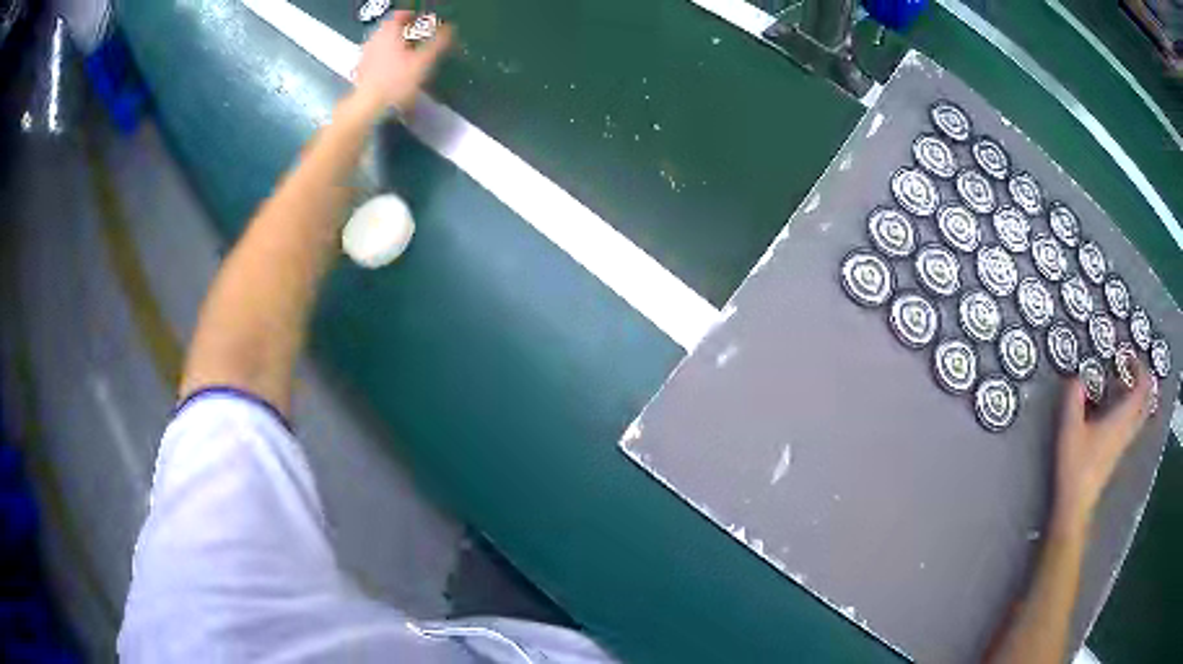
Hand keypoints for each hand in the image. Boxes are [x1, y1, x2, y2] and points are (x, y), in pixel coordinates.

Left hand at [352, 12, 452, 111]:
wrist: (367, 106)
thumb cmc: (396, 81)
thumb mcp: (423, 61)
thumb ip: (438, 42)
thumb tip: (450, 29)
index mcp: (389, 32)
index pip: (401, 15)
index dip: (414, 16)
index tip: (424, 23)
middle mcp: (374, 39)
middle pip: (391, 28)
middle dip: (405, 31)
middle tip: (418, 38)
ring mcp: (365, 54)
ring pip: (383, 42)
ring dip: (395, 44)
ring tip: (407, 54)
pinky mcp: (360, 69)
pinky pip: (375, 56)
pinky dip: (385, 57)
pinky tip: (393, 69)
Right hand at [1052, 360, 1151, 533]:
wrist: (1075, 504)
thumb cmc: (1076, 465)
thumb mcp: (1069, 428)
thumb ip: (1073, 398)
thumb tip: (1078, 377)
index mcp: (1122, 418)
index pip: (1142, 386)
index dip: (1138, 366)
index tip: (1125, 355)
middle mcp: (1128, 428)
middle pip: (1146, 401)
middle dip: (1142, 379)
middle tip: (1130, 366)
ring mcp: (1124, 442)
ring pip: (1140, 413)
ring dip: (1137, 394)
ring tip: (1122, 383)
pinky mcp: (1118, 452)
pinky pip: (1133, 422)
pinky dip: (1130, 408)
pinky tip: (1115, 408)